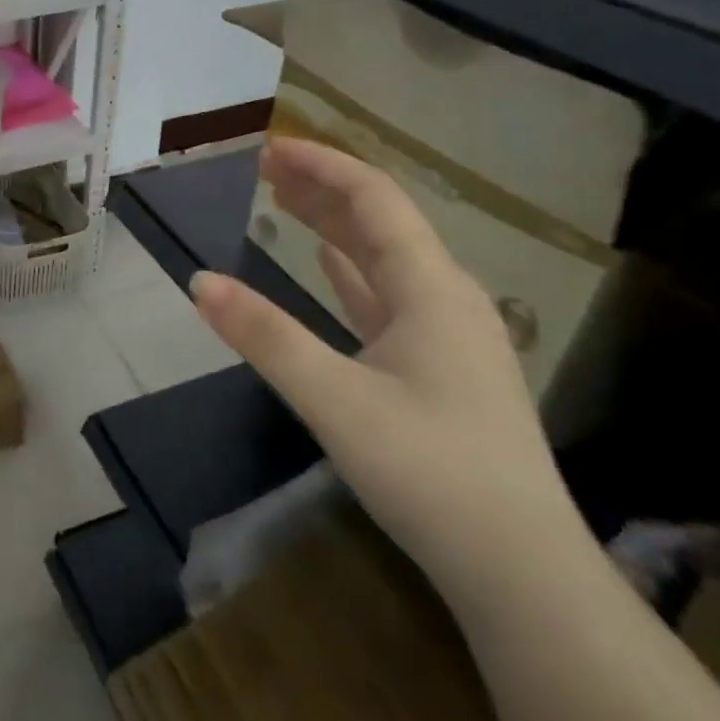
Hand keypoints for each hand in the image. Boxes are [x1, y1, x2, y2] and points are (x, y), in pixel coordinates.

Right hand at [191, 139, 584, 605]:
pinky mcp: (437, 368)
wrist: (522, 574)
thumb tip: (198, 281)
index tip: (269, 146)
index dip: (322, 166)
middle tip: (263, 166)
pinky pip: (386, 296)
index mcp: (432, 289)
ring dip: (334, 224)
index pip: (375, 200)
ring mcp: (445, 335)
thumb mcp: (336, 400)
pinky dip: (350, 270)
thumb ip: (265, 337)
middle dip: (322, 187)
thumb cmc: (433, 473)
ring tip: (283, 199)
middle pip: (380, 222)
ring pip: (383, 258)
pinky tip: (326, 263)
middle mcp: (445, 299)